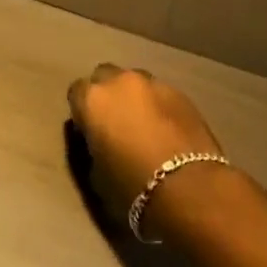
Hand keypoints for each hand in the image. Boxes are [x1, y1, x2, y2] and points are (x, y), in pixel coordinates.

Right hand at [67, 65, 224, 240]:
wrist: (190, 189)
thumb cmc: (132, 187)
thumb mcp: (95, 175)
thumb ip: (91, 147)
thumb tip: (99, 141)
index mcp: (92, 99)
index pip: (76, 93)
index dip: (82, 113)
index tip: (89, 133)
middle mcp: (120, 82)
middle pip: (105, 77)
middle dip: (107, 95)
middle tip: (115, 124)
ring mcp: (154, 84)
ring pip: (136, 83)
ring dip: (135, 98)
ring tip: (144, 127)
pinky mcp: (183, 94)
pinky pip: (161, 95)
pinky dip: (159, 107)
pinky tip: (167, 132)